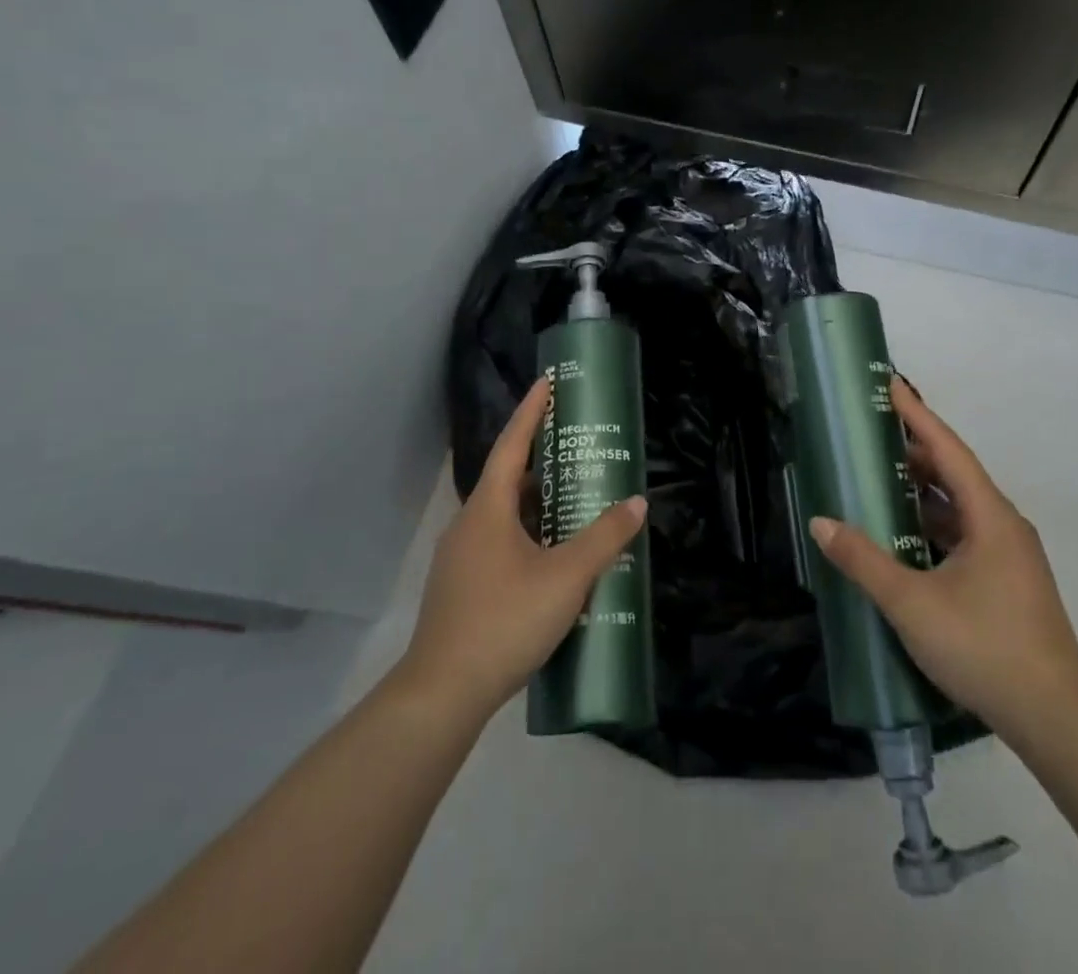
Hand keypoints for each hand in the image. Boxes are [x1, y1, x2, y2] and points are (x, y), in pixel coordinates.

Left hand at [396, 378, 647, 724]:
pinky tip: (554, 555)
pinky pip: (500, 542)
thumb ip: (603, 538)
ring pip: (504, 515)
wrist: (442, 694)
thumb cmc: (504, 621)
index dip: (531, 411)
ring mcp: (461, 557)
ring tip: (574, 499)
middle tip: (578, 448)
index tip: (547, 382)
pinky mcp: (462, 586)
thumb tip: (636, 503)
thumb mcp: (565, 577)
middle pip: (508, 479)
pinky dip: (528, 534)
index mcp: (487, 509)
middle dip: (543, 460)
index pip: (511, 445)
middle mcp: (469, 524)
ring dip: (537, 503)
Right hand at [809, 378, 1077, 748]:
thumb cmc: (984, 647)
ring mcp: (1009, 556)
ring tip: (881, 478)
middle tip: (872, 434)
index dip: (917, 415)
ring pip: (960, 508)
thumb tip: (821, 523)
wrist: (1057, 719)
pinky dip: (933, 524)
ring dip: (923, 491)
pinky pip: (965, 535)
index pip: (948, 449)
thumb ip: (864, 561)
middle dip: (915, 451)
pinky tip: (905, 536)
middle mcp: (1004, 526)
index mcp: (990, 516)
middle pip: (956, 474)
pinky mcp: (1008, 582)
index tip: (890, 385)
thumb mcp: (912, 603)